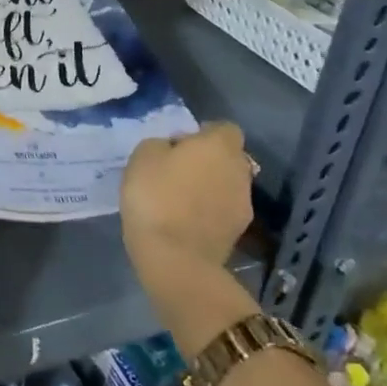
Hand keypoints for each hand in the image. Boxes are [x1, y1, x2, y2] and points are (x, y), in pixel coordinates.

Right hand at [120, 124, 261, 346]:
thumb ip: (162, 144)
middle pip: (228, 157)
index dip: (203, 133)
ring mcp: (244, 203)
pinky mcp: (239, 232)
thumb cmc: (156, 196)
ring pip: (227, 184)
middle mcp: (239, 170)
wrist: (175, 258)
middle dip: (208, 161)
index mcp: (218, 146)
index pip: (224, 128)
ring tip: (180, 199)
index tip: (179, 146)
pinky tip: (186, 221)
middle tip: (177, 171)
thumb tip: (174, 149)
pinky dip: (209, 211)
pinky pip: (223, 210)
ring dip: (210, 187)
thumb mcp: (142, 156)